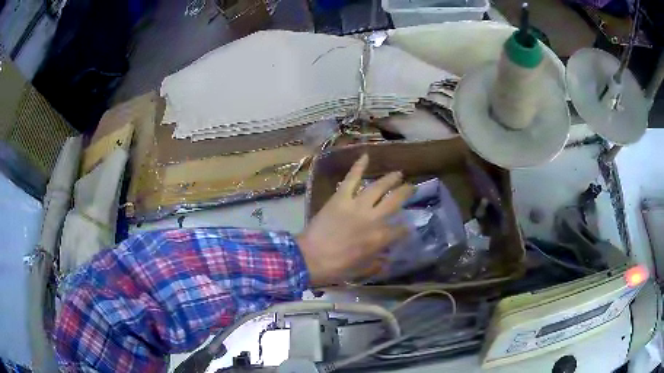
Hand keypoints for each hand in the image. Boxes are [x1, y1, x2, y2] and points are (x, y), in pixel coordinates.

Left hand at [297, 154, 413, 285]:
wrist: (310, 258)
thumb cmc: (336, 268)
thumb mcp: (360, 272)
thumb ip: (376, 265)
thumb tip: (386, 261)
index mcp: (379, 239)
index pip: (400, 231)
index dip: (405, 229)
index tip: (407, 227)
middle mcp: (373, 219)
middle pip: (395, 202)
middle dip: (405, 193)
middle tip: (411, 188)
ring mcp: (357, 206)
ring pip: (378, 187)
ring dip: (390, 179)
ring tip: (398, 173)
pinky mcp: (341, 198)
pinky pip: (351, 179)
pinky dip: (358, 167)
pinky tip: (365, 156)